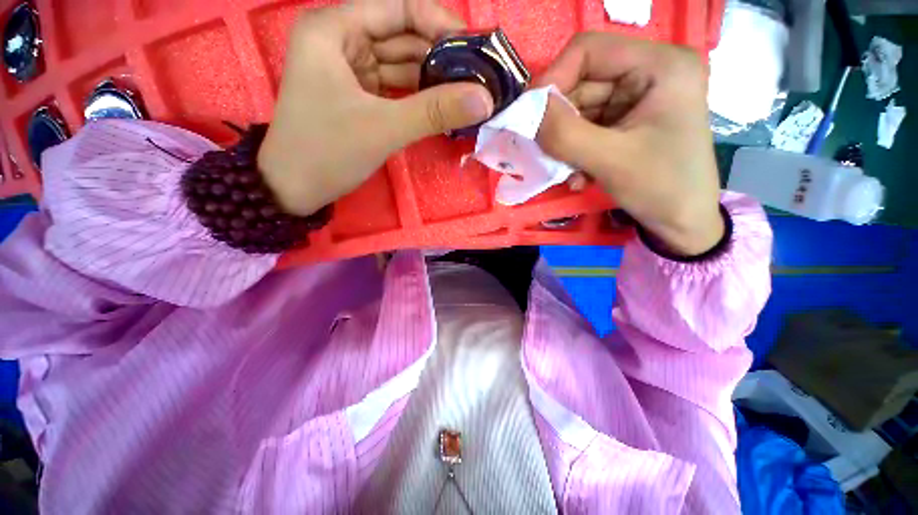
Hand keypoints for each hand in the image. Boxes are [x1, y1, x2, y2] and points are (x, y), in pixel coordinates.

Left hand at [258, 0, 493, 215]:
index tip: (476, 50)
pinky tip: (442, 106)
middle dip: (440, 57)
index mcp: (335, 29)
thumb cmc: (327, 152)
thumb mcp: (384, 128)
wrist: (294, 189)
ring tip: (467, 94)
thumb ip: (435, 111)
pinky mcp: (358, 96)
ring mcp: (350, 70)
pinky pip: (395, 88)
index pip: (399, 7)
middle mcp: (341, 41)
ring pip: (401, 65)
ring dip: (433, 80)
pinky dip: (418, 97)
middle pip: (402, 37)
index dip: (440, 24)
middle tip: (478, 79)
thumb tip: (486, 99)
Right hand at [535, 33, 723, 256]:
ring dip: (566, 143)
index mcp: (660, 65)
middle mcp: (648, 71)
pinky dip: (575, 151)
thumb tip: (525, 114)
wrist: (682, 221)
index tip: (530, 118)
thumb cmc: (660, 188)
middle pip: (582, 82)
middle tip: (544, 152)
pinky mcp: (626, 120)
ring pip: (580, 109)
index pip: (588, 50)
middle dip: (558, 121)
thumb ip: (564, 134)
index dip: (552, 80)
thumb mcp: (610, 160)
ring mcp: (636, 97)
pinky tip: (580, 175)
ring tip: (568, 172)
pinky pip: (586, 127)